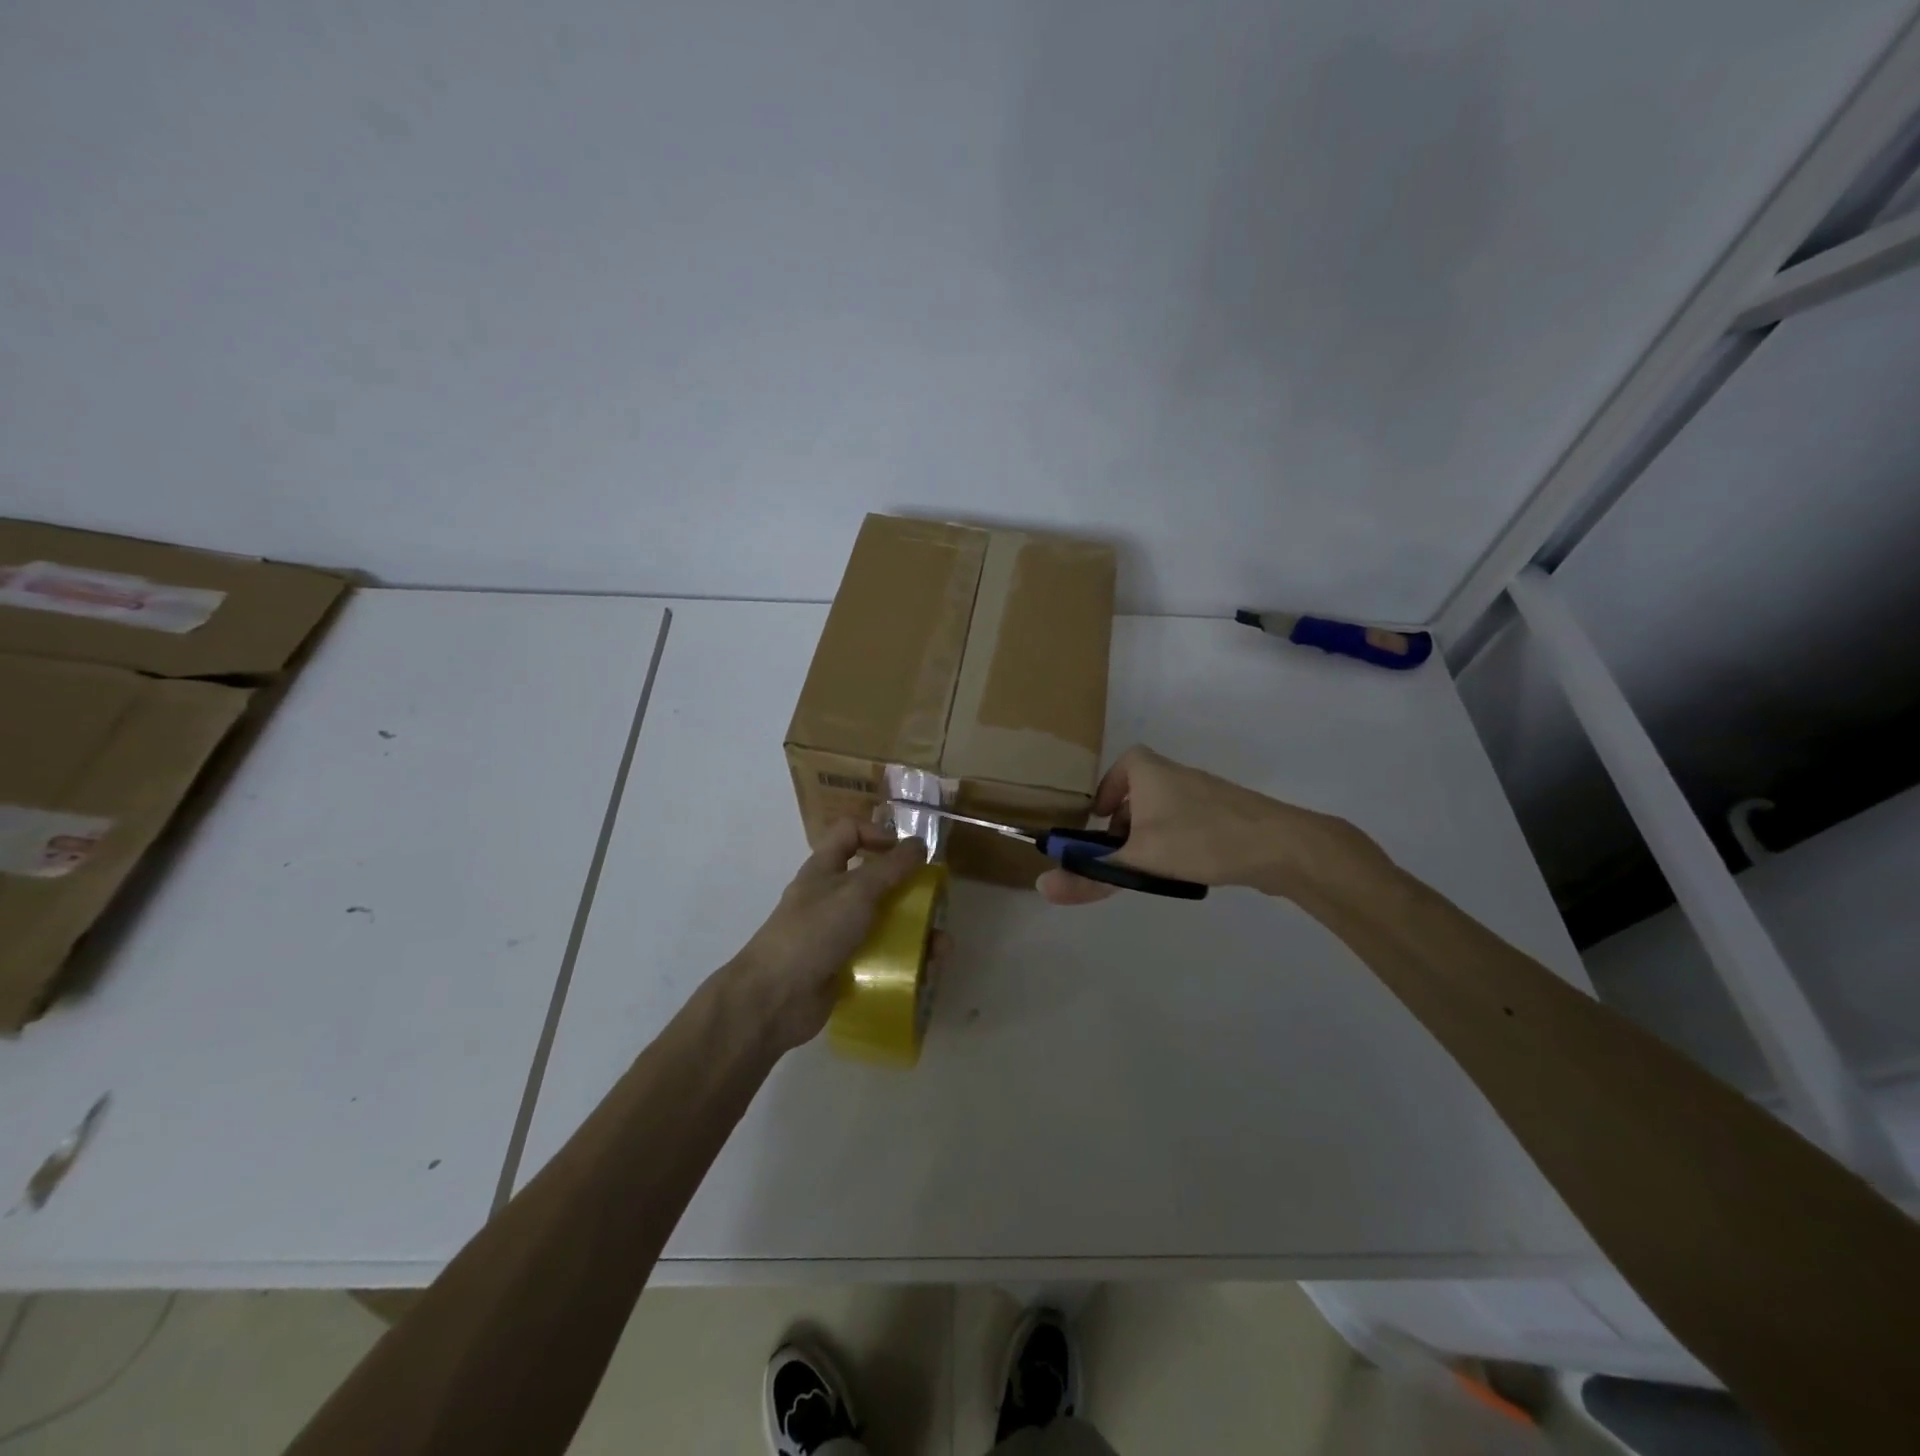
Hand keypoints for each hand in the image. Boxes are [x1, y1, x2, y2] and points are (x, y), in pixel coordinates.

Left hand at [726, 820, 927, 1051]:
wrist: (774, 998)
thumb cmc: (813, 932)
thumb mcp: (855, 892)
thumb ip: (890, 868)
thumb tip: (920, 844)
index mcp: (825, 870)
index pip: (850, 833)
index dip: (877, 835)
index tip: (906, 852)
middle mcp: (832, 898)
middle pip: (876, 882)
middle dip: (909, 891)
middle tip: (936, 903)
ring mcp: (839, 936)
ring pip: (885, 924)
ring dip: (916, 933)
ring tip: (941, 948)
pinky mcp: (846, 968)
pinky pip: (882, 958)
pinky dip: (906, 962)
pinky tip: (928, 971)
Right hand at [1036, 744, 1367, 904]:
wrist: (1279, 845)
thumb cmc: (1198, 839)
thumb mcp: (1136, 859)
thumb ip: (1090, 873)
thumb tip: (1042, 886)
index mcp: (1150, 771)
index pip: (1122, 764)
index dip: (1107, 789)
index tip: (1099, 820)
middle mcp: (1177, 775)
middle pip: (1142, 791)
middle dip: (1125, 821)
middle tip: (1117, 852)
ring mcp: (1207, 795)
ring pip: (1166, 811)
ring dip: (1151, 835)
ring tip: (1148, 868)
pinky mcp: (1228, 816)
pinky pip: (1190, 824)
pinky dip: (1177, 842)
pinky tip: (1184, 870)